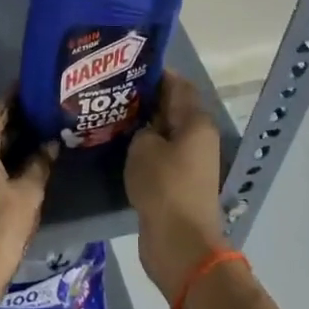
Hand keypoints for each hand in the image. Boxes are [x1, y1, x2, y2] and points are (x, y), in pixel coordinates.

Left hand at [0, 95, 54, 290]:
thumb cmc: (0, 225)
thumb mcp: (28, 192)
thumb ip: (39, 163)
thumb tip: (50, 144)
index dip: (14, 96)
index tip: (36, 86)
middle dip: (15, 116)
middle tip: (45, 108)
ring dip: (10, 136)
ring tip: (41, 129)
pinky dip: (3, 154)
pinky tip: (26, 159)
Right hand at [125, 72, 224, 300]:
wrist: (179, 241)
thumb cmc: (163, 186)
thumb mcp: (143, 147)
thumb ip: (142, 128)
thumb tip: (144, 126)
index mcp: (195, 122)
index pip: (177, 84)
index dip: (154, 73)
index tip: (125, 66)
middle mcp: (198, 138)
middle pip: (172, 108)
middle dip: (145, 99)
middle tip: (111, 91)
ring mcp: (190, 162)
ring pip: (165, 133)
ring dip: (142, 125)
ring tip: (110, 115)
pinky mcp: (179, 182)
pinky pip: (161, 154)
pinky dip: (144, 148)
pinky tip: (119, 145)